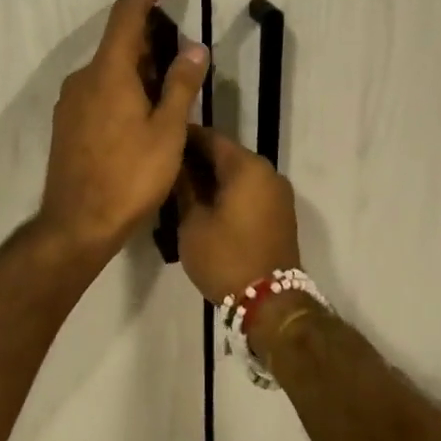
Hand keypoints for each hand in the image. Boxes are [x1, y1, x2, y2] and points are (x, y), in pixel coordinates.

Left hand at [38, 0, 208, 257]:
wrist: (78, 224)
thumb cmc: (130, 177)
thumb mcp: (167, 131)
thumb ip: (181, 85)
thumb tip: (195, 47)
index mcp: (108, 72)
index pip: (127, 13)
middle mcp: (83, 78)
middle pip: (118, 42)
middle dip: (152, 38)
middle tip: (184, 54)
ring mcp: (70, 102)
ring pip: (108, 69)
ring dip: (139, 67)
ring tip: (170, 88)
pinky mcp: (66, 124)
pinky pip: (98, 90)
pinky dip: (123, 87)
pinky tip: (142, 113)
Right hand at [176, 127, 299, 301]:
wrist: (270, 302)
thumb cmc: (225, 257)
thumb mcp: (193, 222)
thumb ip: (184, 187)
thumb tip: (177, 166)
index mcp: (247, 167)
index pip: (210, 138)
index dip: (184, 138)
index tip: (161, 141)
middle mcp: (267, 172)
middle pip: (226, 154)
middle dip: (197, 159)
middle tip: (166, 168)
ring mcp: (277, 193)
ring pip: (238, 174)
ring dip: (212, 177)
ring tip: (180, 188)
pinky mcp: (279, 213)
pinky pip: (249, 191)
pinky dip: (228, 192)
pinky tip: (204, 204)